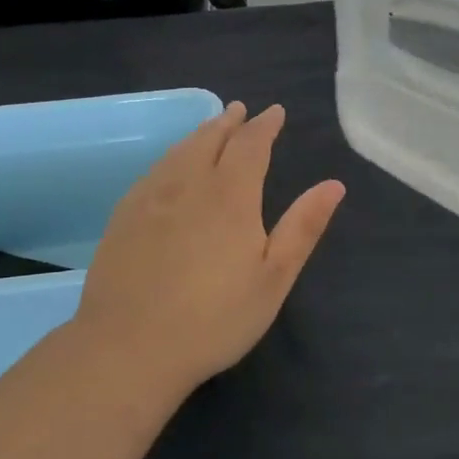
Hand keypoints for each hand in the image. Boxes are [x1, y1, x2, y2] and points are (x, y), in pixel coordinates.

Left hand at [72, 102, 344, 392]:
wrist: (129, 347)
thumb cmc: (215, 318)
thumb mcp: (274, 277)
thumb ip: (303, 226)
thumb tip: (334, 184)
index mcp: (231, 195)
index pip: (251, 144)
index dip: (265, 125)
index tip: (275, 112)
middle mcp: (189, 184)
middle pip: (211, 139)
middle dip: (229, 122)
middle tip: (240, 110)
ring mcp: (151, 198)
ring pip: (179, 151)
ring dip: (200, 134)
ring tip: (211, 127)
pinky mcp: (124, 216)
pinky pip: (154, 170)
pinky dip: (172, 155)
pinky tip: (171, 166)